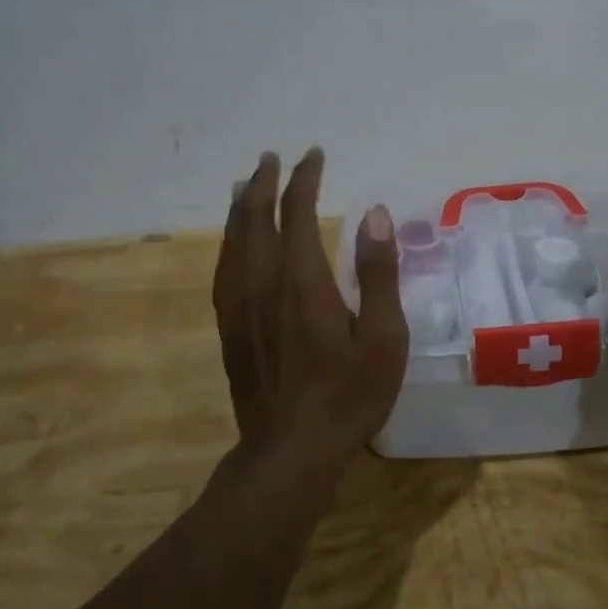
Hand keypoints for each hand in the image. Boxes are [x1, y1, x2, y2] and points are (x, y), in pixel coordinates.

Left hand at [211, 148, 408, 482]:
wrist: (290, 453)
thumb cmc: (347, 396)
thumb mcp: (383, 337)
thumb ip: (377, 273)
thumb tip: (376, 214)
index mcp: (303, 279)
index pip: (297, 211)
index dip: (304, 178)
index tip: (313, 155)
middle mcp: (263, 282)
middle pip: (256, 218)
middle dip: (264, 183)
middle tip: (272, 159)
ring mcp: (240, 306)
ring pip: (233, 241)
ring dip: (242, 208)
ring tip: (246, 186)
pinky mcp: (229, 328)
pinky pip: (224, 269)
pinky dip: (229, 242)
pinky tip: (234, 244)